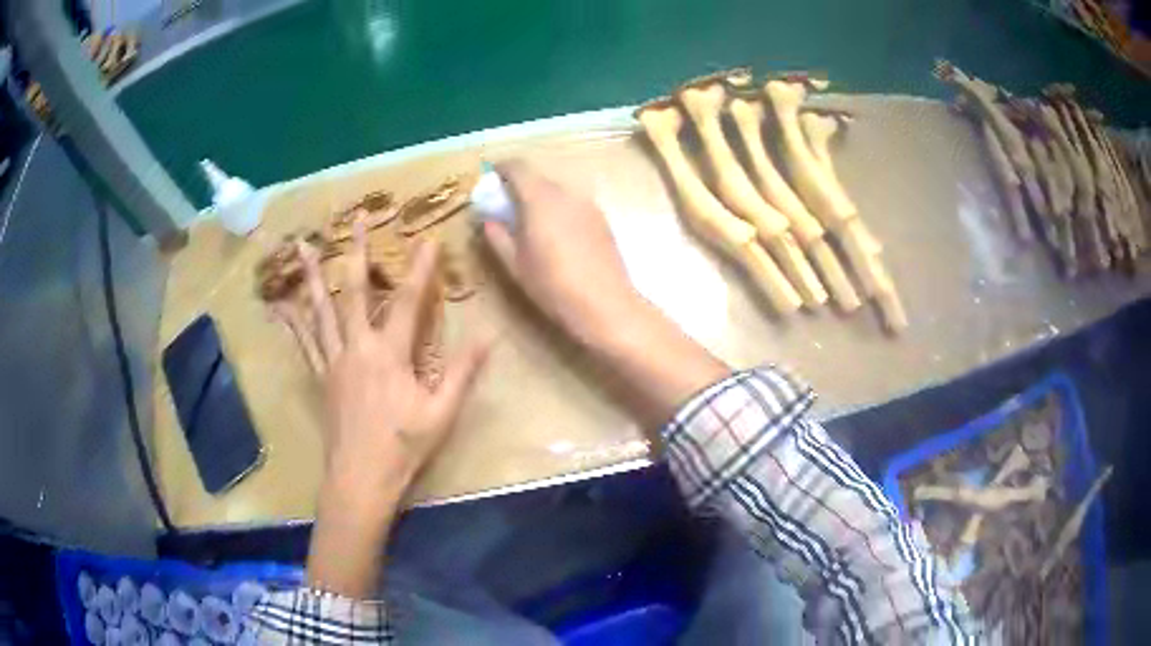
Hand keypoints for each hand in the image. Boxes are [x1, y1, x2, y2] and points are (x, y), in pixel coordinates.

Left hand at [297, 220, 487, 596]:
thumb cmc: (403, 448)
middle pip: (353, 291)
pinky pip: (304, 342)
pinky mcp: (321, 376)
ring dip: (312, 274)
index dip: (421, 269)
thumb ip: (462, 373)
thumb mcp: (441, 414)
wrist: (360, 478)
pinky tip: (280, 306)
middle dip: (355, 251)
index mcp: (389, 354)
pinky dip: (292, 321)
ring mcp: (333, 360)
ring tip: (301, 245)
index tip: (428, 239)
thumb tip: (487, 338)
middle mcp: (356, 347)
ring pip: (320, 309)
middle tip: (354, 218)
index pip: (407, 301)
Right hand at [483, 161, 727, 429]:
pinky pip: (572, 203)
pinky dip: (557, 209)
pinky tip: (554, 235)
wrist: (606, 305)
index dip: (500, 169)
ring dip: (539, 198)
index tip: (489, 180)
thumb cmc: (553, 286)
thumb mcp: (516, 264)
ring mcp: (587, 204)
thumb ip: (498, 236)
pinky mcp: (601, 219)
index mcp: (540, 198)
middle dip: (518, 186)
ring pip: (557, 190)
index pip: (517, 167)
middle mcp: (566, 192)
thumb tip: (488, 219)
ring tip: (529, 224)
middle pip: (538, 177)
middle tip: (505, 207)